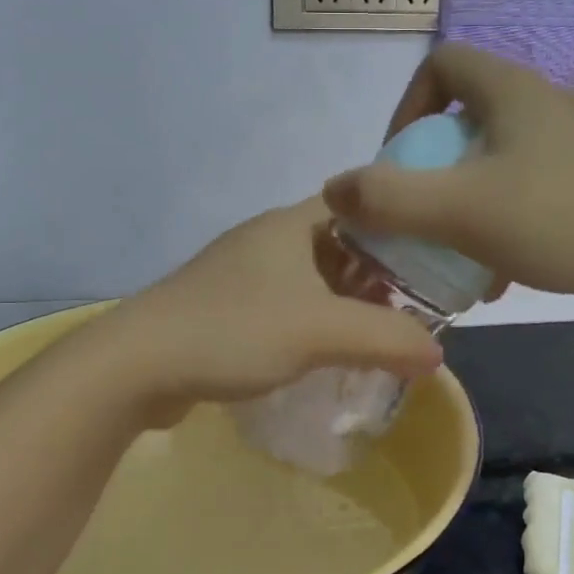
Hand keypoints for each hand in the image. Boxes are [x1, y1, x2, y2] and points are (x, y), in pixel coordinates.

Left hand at [100, 199, 443, 421]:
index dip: (398, 227)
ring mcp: (242, 275)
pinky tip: (329, 353)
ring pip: (312, 280)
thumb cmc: (234, 331)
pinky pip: (286, 307)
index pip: (360, 206)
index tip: (433, 260)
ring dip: (346, 303)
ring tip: (381, 334)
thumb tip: (437, 355)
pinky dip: (314, 324)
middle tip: (415, 307)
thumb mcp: (322, 331)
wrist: (136, 367)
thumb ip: (387, 339)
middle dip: (378, 275)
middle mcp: (267, 240)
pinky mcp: (226, 309)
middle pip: (340, 245)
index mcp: (290, 224)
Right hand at [322, 43, 573, 303]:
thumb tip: (333, 190)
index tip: (399, 162)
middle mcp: (543, 102)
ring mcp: (570, 142)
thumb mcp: (457, 210)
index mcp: (512, 90)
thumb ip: (387, 198)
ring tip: (454, 249)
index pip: (441, 64)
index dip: (406, 107)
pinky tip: (496, 270)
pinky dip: (498, 217)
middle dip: (431, 165)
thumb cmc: (555, 221)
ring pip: (493, 157)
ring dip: (463, 198)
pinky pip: (523, 186)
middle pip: (464, 116)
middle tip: (421, 211)